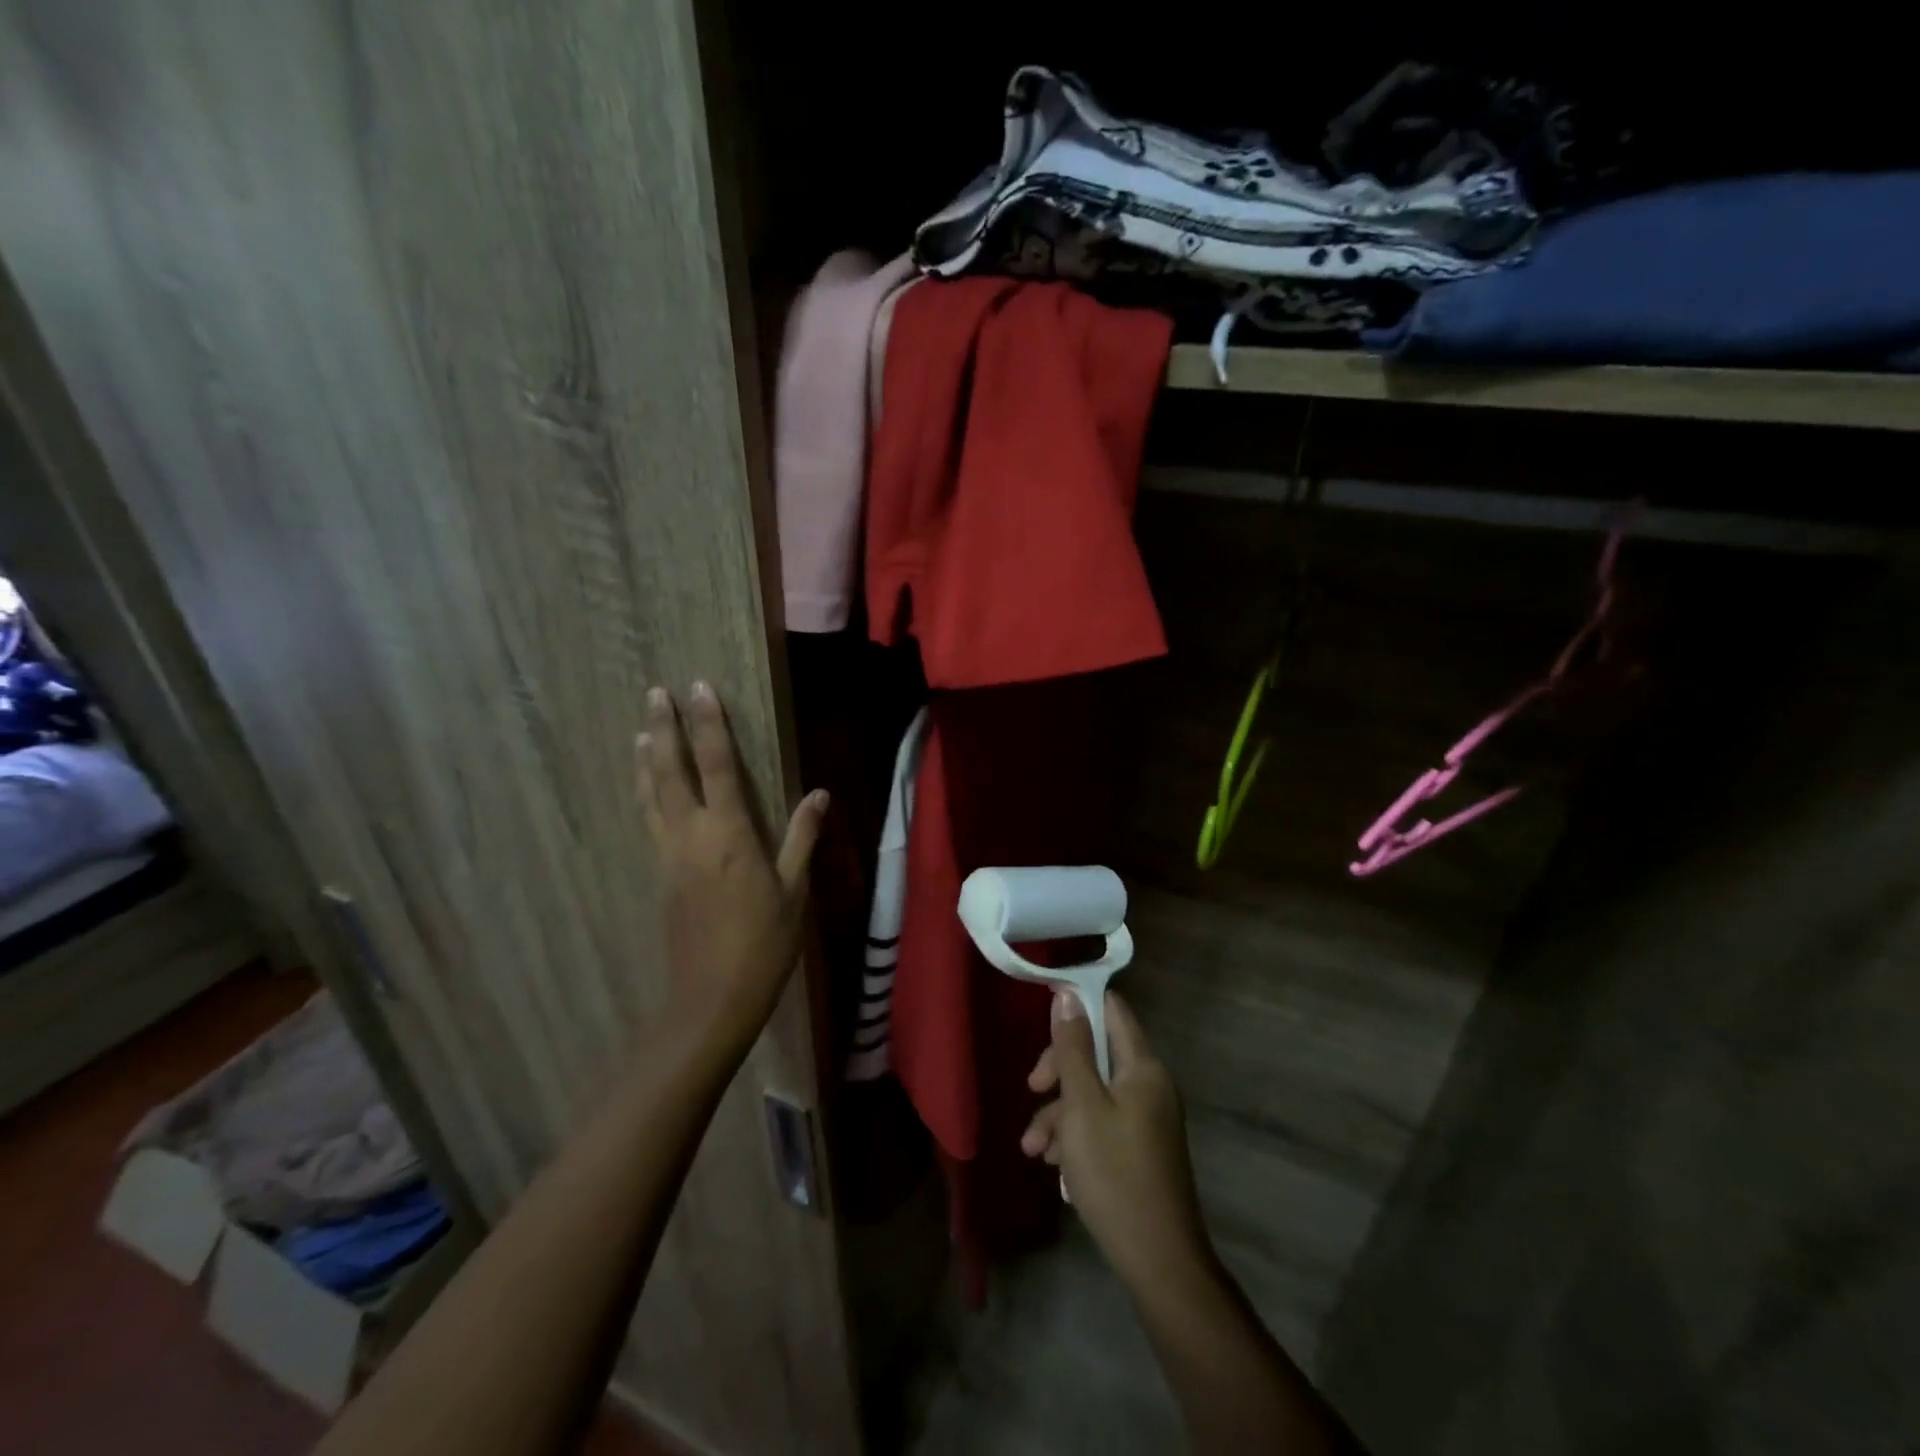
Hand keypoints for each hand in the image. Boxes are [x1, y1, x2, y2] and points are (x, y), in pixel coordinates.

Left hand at [637, 682, 826, 1057]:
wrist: (711, 998)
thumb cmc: (763, 943)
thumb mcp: (794, 890)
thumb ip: (802, 837)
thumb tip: (819, 793)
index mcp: (729, 834)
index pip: (716, 765)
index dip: (709, 725)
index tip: (699, 688)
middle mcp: (691, 835)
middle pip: (670, 771)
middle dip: (664, 729)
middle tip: (655, 693)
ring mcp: (669, 854)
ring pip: (651, 795)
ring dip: (645, 758)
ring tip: (639, 729)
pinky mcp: (660, 874)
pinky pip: (650, 819)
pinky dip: (646, 792)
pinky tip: (646, 787)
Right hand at [1022, 990, 1211, 1291]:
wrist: (1158, 1261)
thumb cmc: (1115, 1173)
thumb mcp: (1082, 1105)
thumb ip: (1073, 1048)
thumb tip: (1067, 995)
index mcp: (1142, 1067)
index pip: (1112, 1010)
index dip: (1078, 1003)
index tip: (1041, 1012)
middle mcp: (1149, 1085)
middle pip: (1097, 1053)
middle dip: (1059, 1070)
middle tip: (1032, 1088)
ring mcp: (1147, 1118)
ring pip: (1093, 1093)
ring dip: (1059, 1112)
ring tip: (1032, 1148)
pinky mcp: (1140, 1147)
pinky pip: (1102, 1122)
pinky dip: (1075, 1135)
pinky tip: (1053, 1165)